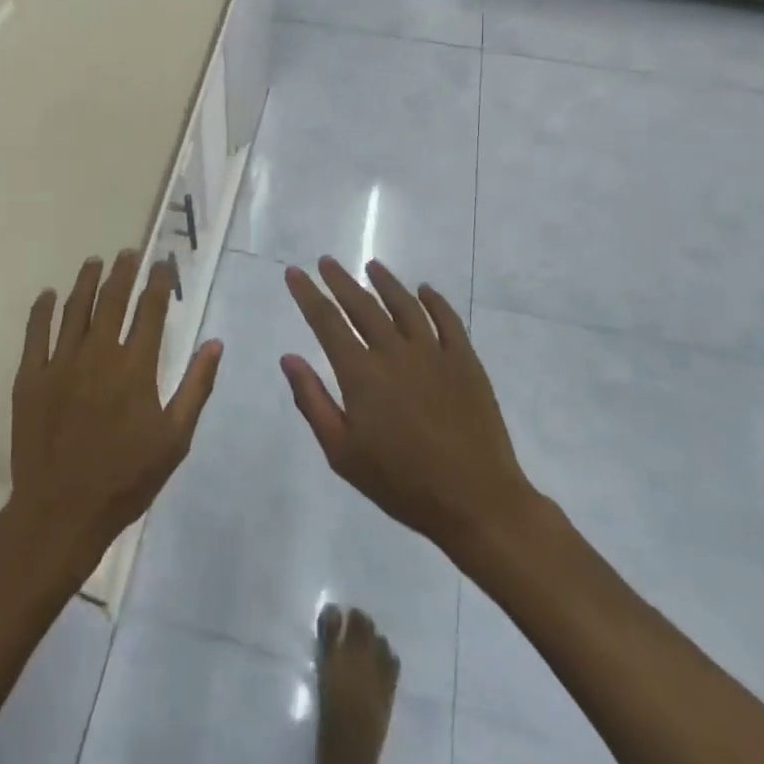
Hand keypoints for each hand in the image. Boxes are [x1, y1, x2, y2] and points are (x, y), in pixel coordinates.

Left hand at [10, 251, 221, 570]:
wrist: (62, 511)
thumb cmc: (126, 478)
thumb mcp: (175, 439)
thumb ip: (196, 387)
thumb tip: (215, 343)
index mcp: (135, 367)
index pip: (150, 310)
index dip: (158, 282)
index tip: (164, 264)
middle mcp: (99, 354)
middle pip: (112, 300)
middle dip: (123, 271)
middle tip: (128, 252)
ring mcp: (61, 363)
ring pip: (75, 308)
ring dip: (86, 281)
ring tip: (95, 261)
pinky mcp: (31, 377)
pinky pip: (36, 333)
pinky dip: (42, 310)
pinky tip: (48, 294)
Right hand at [281, 257, 543, 557]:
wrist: (476, 501)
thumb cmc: (401, 483)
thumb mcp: (342, 453)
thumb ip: (312, 401)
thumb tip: (288, 358)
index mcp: (361, 373)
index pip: (326, 321)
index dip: (307, 294)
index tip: (294, 272)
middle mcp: (394, 352)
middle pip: (362, 305)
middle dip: (340, 280)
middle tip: (326, 262)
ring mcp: (434, 353)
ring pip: (404, 304)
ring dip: (386, 282)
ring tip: (372, 266)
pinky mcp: (465, 361)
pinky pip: (447, 320)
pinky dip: (434, 300)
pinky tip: (425, 290)